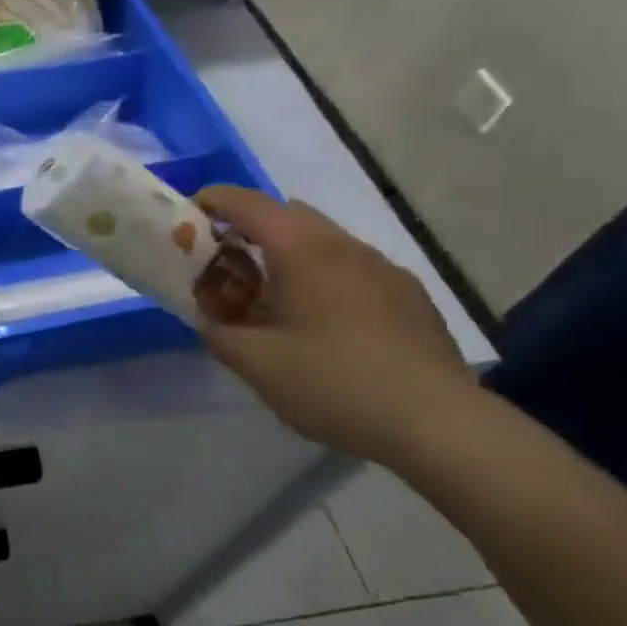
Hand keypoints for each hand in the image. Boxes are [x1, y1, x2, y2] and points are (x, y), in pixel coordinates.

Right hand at [193, 186, 476, 463]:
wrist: (438, 424)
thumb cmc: (334, 382)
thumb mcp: (256, 364)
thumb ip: (219, 333)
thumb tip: (210, 321)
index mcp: (304, 251)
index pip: (249, 204)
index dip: (214, 201)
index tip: (188, 216)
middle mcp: (346, 247)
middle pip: (288, 216)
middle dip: (250, 231)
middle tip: (225, 268)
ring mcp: (384, 270)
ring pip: (323, 243)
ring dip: (288, 257)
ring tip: (270, 302)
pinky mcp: (409, 297)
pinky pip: (351, 270)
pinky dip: (322, 280)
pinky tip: (321, 327)